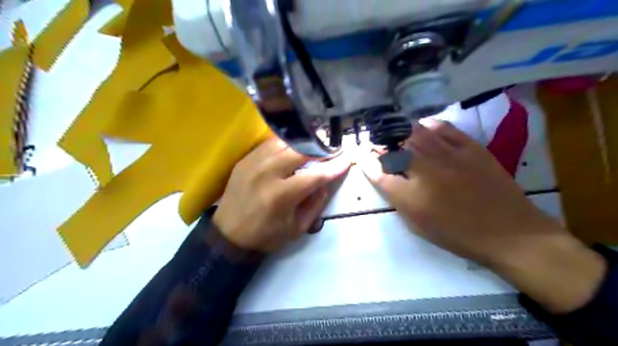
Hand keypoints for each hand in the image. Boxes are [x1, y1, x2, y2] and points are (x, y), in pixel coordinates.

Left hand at [213, 138, 349, 254]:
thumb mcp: (297, 228)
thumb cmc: (266, 236)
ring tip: (314, 147)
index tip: (348, 158)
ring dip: (303, 144)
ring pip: (285, 142)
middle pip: (300, 151)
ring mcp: (253, 163)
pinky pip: (270, 144)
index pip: (315, 174)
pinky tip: (292, 149)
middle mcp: (267, 173)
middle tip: (332, 150)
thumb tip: (326, 182)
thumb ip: (315, 204)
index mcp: (281, 196)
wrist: (228, 235)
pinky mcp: (245, 159)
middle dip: (321, 149)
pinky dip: (285, 145)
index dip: (335, 166)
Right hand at [360, 119, 606, 312]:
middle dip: (382, 143)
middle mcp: (427, 172)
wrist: (510, 232)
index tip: (362, 157)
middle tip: (379, 143)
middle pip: (396, 147)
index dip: (367, 163)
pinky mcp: (471, 148)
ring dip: (402, 132)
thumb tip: (382, 176)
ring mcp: (450, 156)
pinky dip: (429, 125)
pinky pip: (444, 128)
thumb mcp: (419, 224)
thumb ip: (397, 198)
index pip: (379, 173)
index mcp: (412, 197)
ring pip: (417, 133)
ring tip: (397, 133)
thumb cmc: (458, 234)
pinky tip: (423, 127)